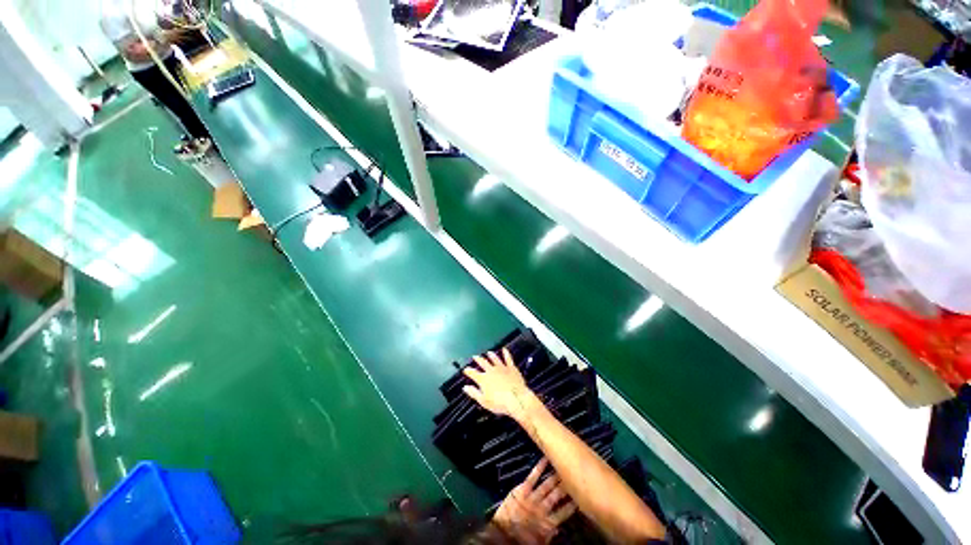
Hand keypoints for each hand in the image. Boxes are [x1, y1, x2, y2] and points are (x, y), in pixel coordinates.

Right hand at [462, 348, 537, 421]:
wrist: (516, 399)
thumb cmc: (499, 403)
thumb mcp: (483, 401)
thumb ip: (474, 393)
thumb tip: (465, 387)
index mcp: (483, 379)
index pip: (473, 373)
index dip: (468, 371)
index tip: (465, 369)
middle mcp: (491, 371)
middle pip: (483, 363)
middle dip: (478, 359)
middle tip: (475, 356)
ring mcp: (501, 368)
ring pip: (495, 359)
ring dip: (491, 355)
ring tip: (489, 352)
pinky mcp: (511, 368)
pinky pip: (508, 358)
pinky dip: (506, 353)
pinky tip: (504, 349)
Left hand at [493, 459, 576, 544]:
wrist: (502, 534)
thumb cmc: (520, 538)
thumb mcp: (539, 541)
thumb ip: (550, 533)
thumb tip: (559, 528)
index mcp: (548, 524)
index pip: (565, 512)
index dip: (573, 504)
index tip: (581, 496)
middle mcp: (542, 508)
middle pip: (558, 495)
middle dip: (566, 485)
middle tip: (574, 475)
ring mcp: (532, 497)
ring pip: (547, 485)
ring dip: (556, 476)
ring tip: (564, 466)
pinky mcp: (522, 490)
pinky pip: (533, 477)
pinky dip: (539, 467)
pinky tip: (545, 458)